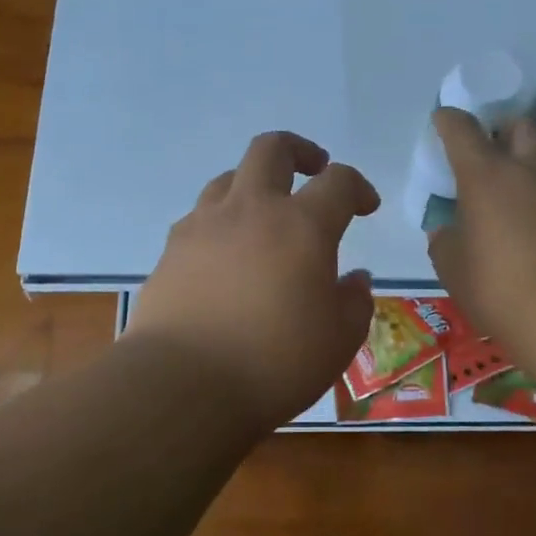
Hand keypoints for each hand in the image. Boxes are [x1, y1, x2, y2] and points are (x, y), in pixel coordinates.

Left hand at [127, 131, 379, 433]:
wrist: (182, 386)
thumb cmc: (275, 363)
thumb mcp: (338, 341)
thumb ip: (354, 302)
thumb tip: (354, 280)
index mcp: (302, 226)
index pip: (338, 182)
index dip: (357, 186)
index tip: (365, 205)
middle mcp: (251, 210)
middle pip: (272, 148)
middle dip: (299, 151)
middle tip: (313, 169)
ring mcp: (203, 226)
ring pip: (229, 177)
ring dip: (254, 184)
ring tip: (265, 213)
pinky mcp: (170, 251)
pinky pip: (200, 217)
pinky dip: (221, 222)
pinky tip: (225, 255)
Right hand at [427, 108, 535, 359]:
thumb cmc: (501, 287)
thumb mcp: (453, 270)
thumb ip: (446, 242)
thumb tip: (447, 231)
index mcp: (486, 176)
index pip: (463, 130)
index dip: (450, 121)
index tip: (443, 119)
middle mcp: (531, 171)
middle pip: (522, 127)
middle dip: (505, 131)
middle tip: (494, 156)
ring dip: (533, 177)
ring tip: (522, 214)